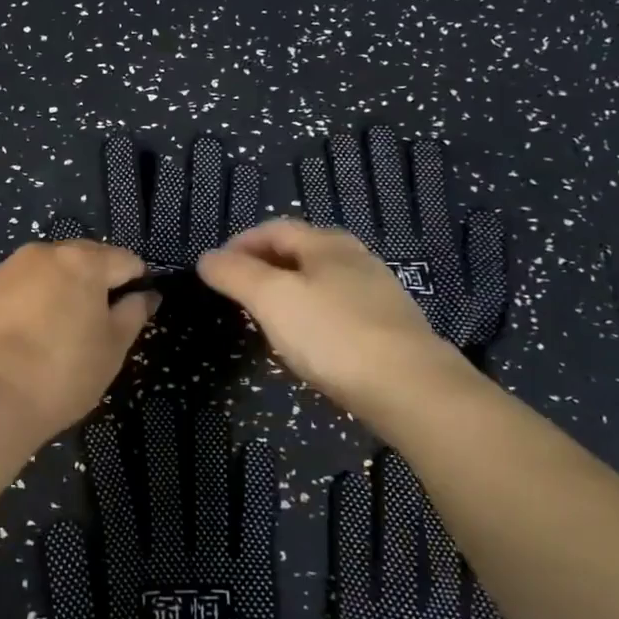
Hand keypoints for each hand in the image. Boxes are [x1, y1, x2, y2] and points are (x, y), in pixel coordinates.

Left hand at [0, 239, 156, 441]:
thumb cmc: (62, 372)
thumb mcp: (112, 348)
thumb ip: (133, 313)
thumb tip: (146, 295)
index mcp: (83, 261)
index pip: (125, 260)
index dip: (137, 282)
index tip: (136, 309)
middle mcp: (45, 252)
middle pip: (84, 258)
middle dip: (97, 281)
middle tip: (99, 322)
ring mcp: (9, 268)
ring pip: (49, 270)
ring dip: (62, 289)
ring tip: (62, 329)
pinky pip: (20, 286)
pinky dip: (32, 300)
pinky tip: (30, 333)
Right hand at [197, 219, 472, 416]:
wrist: (411, 389)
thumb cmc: (333, 335)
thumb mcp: (272, 299)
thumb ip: (236, 274)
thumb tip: (207, 258)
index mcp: (326, 243)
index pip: (273, 229)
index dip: (239, 244)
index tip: (214, 270)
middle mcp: (355, 258)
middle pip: (299, 250)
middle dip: (263, 265)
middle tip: (236, 292)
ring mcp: (377, 291)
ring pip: (320, 280)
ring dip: (287, 291)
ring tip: (266, 317)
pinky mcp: (389, 326)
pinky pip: (338, 308)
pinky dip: (312, 314)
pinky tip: (308, 342)